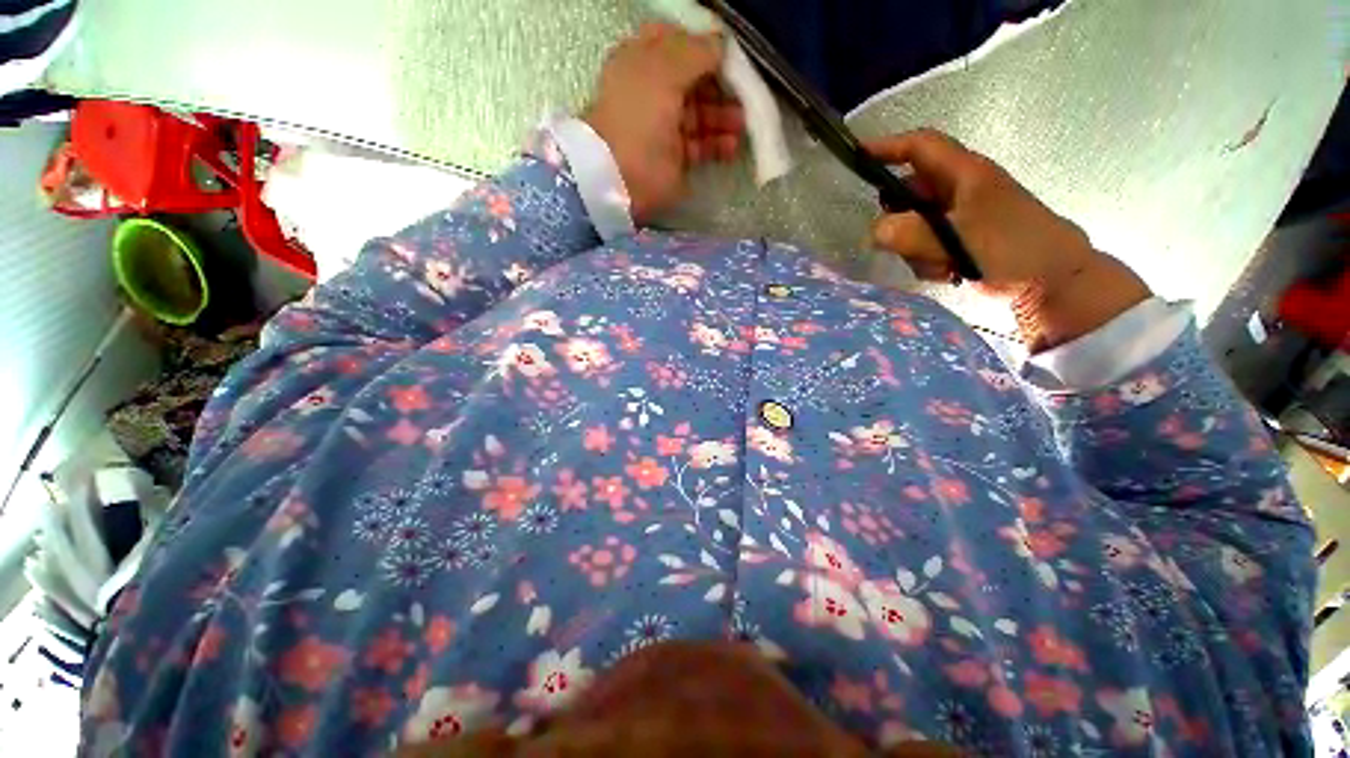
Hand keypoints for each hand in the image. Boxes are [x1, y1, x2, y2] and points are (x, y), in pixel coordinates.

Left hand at [584, 23, 744, 222]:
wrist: (622, 177)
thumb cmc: (639, 116)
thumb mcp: (664, 69)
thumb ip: (695, 51)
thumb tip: (720, 43)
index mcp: (642, 63)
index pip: (677, 45)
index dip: (703, 48)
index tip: (727, 57)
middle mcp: (654, 93)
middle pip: (694, 83)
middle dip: (720, 87)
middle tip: (743, 96)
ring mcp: (664, 128)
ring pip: (701, 116)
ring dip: (724, 118)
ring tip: (741, 125)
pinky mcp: (673, 159)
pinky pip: (701, 146)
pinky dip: (718, 145)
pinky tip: (731, 147)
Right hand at [866, 129, 1150, 350]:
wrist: (1055, 282)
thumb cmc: (1013, 250)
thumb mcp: (959, 239)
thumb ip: (911, 234)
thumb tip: (874, 232)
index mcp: (966, 174)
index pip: (921, 147)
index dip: (887, 147)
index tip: (856, 157)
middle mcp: (960, 190)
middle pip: (910, 191)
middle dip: (898, 217)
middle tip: (896, 241)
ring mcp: (960, 216)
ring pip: (914, 222)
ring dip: (914, 246)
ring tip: (936, 264)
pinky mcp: (961, 239)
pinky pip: (926, 244)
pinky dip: (927, 259)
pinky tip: (945, 271)